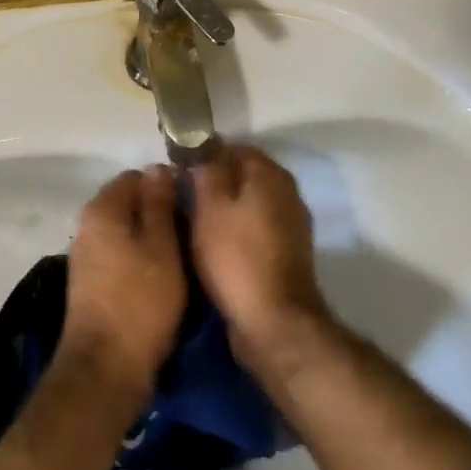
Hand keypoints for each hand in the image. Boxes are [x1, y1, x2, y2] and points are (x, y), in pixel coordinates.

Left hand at [59, 167, 185, 405]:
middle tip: (191, 233)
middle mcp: (88, 226)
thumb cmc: (140, 301)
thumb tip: (157, 167)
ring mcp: (87, 256)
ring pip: (126, 232)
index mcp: (103, 209)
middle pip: (129, 204)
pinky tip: (163, 280)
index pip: (136, 176)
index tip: (191, 205)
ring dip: (152, 240)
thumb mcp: (162, 246)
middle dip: (159, 213)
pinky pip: (121, 257)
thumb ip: (159, 204)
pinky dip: (141, 261)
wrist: (106, 369)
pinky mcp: (92, 284)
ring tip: (183, 258)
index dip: (165, 185)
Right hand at [190, 147, 330, 374]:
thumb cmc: (236, 256)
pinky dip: (236, 230)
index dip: (204, 155)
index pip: (233, 147)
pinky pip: (256, 228)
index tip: (179, 170)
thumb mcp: (210, 206)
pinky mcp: (288, 253)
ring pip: (249, 202)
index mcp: (269, 174)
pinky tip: (215, 245)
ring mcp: (291, 224)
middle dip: (214, 182)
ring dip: (224, 208)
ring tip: (193, 223)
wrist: (274, 323)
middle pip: (243, 175)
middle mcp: (287, 192)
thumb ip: (206, 169)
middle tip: (182, 197)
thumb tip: (203, 146)